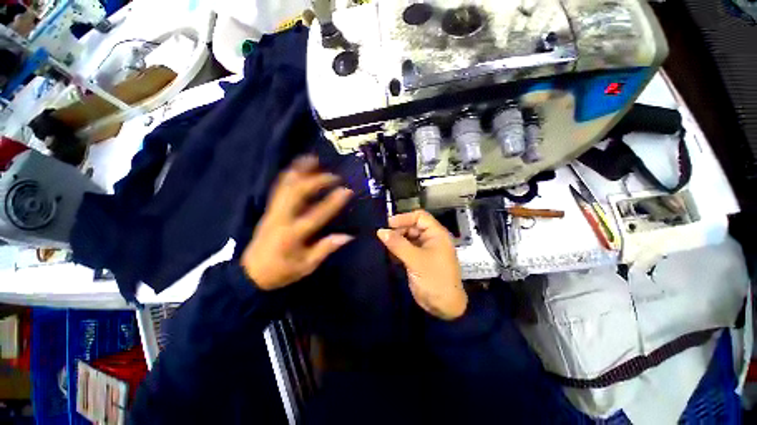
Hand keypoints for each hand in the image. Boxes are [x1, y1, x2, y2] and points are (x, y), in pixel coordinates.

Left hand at [242, 156, 353, 289]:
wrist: (250, 273)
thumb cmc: (281, 271)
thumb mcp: (306, 266)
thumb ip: (325, 249)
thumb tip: (347, 236)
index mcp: (292, 235)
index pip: (316, 215)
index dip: (333, 202)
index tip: (347, 191)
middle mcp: (281, 218)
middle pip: (297, 193)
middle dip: (316, 180)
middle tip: (333, 175)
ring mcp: (273, 211)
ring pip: (285, 185)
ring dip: (299, 171)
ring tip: (313, 159)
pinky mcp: (269, 209)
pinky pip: (278, 188)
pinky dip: (288, 175)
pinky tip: (297, 168)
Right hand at [377, 210, 466, 319]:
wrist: (443, 306)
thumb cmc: (434, 279)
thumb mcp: (416, 260)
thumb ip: (398, 244)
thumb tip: (381, 231)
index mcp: (436, 234)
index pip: (419, 217)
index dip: (404, 218)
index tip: (388, 224)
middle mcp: (430, 239)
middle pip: (412, 227)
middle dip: (398, 230)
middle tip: (382, 236)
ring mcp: (423, 250)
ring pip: (407, 238)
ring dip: (396, 240)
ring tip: (382, 244)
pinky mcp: (417, 260)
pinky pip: (405, 249)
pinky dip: (397, 249)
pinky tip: (387, 253)